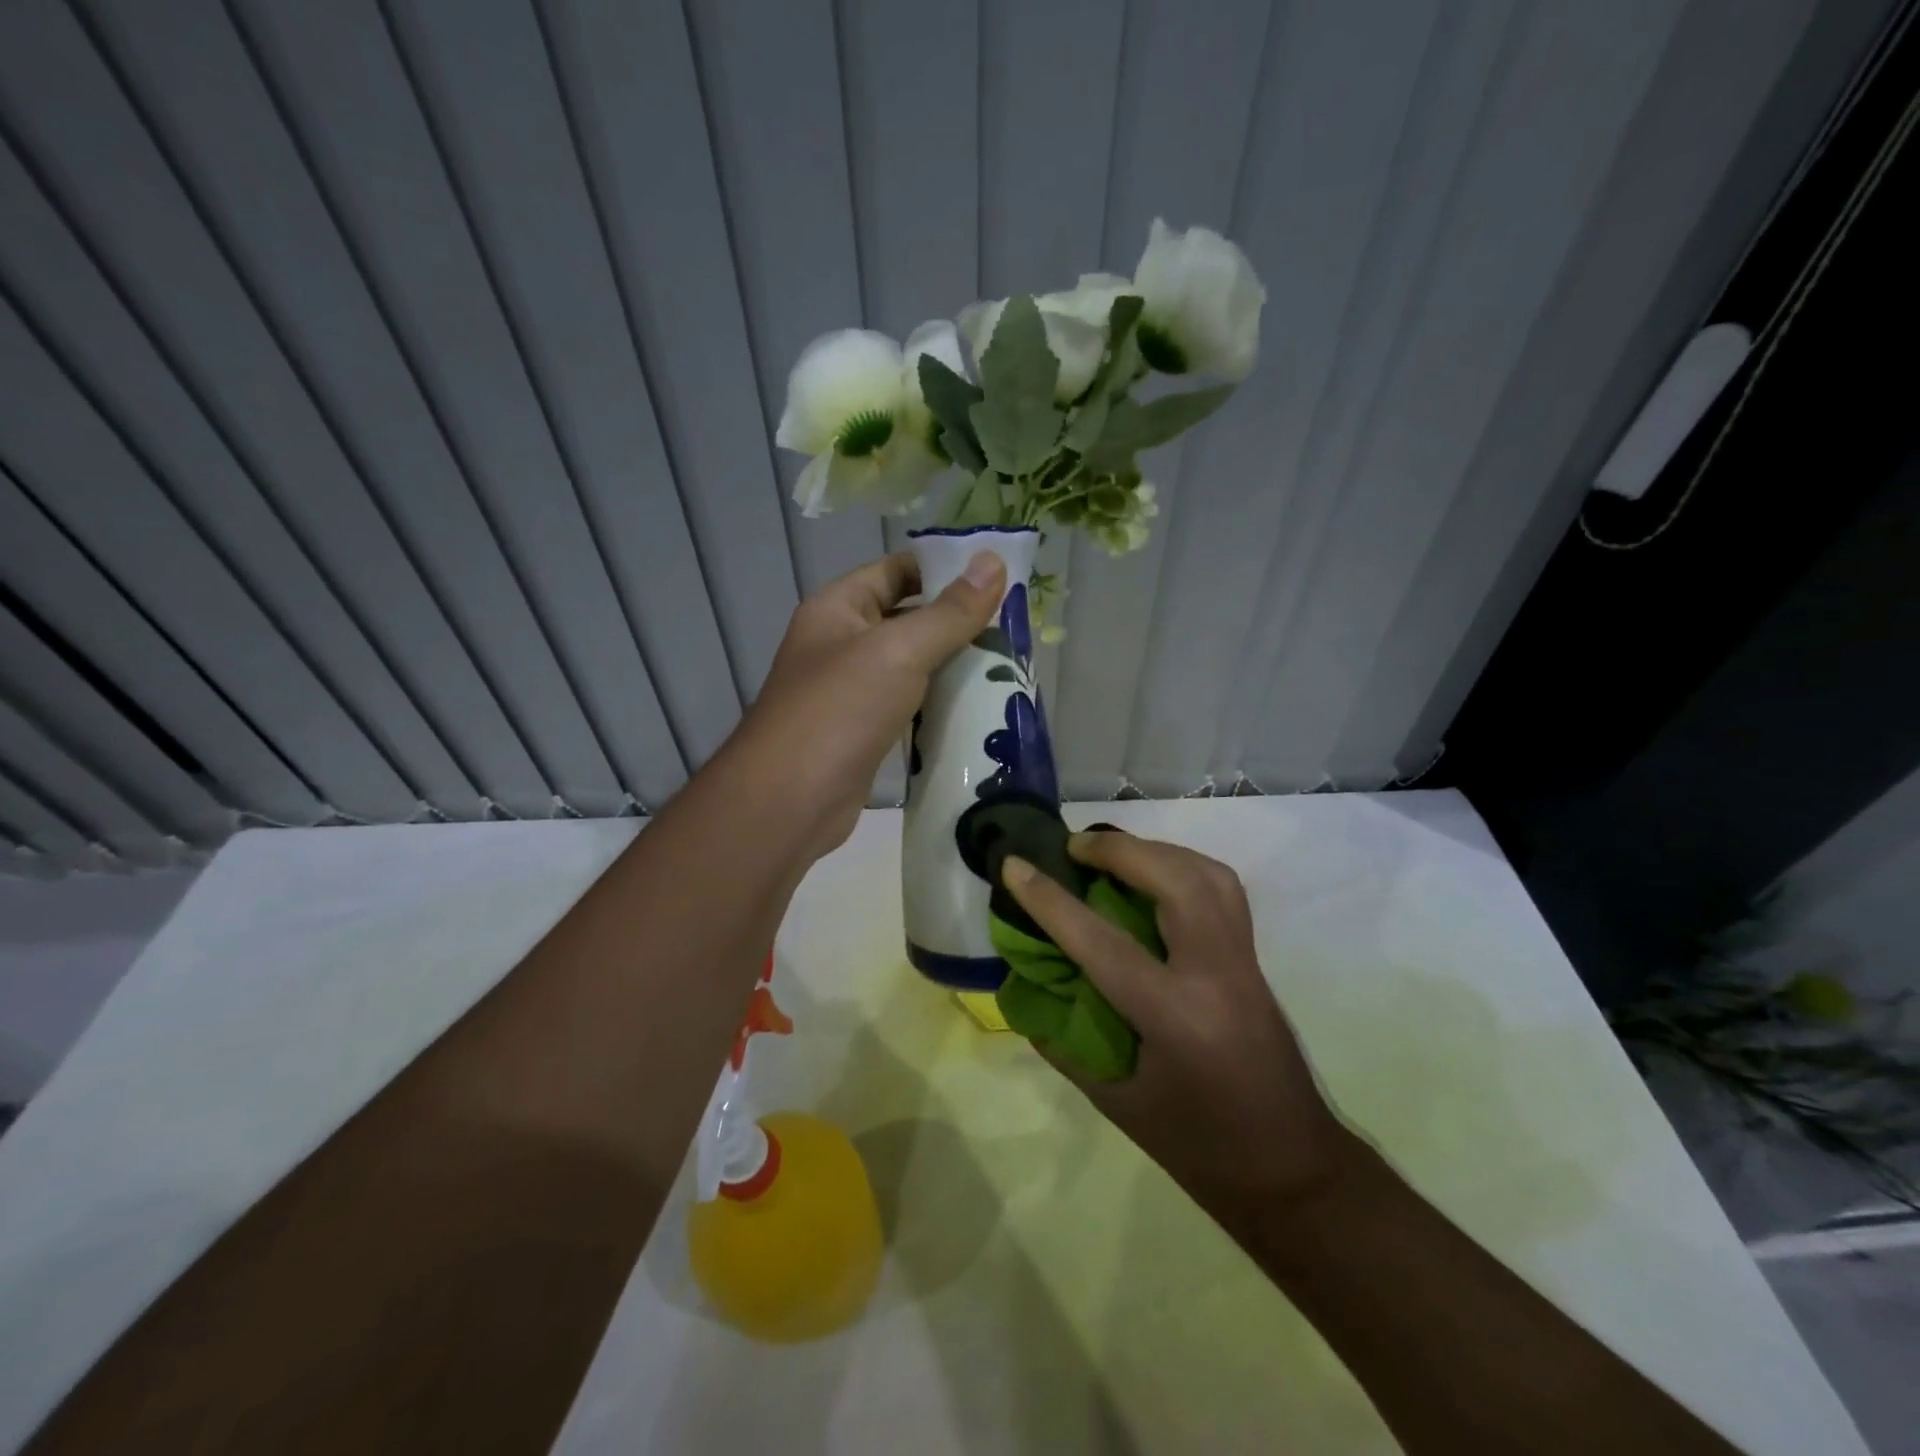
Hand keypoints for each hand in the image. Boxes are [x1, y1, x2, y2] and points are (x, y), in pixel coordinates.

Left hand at [733, 550, 1004, 857]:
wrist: (789, 802)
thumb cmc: (839, 710)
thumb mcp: (898, 651)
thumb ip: (949, 612)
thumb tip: (994, 561)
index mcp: (838, 607)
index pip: (897, 570)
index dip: (944, 568)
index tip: (998, 577)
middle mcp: (841, 642)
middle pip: (907, 617)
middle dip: (956, 620)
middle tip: (1014, 625)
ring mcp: (852, 690)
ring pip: (911, 665)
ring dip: (952, 664)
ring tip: (1007, 662)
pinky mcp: (864, 730)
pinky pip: (908, 704)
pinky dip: (938, 702)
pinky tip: (978, 706)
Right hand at [1000, 830, 1351, 1213]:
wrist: (1293, 1170)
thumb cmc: (1198, 1148)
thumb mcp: (1117, 1103)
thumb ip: (1066, 1043)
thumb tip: (1026, 991)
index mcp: (1175, 1017)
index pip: (1101, 942)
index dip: (1050, 900)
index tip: (1013, 865)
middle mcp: (1215, 975)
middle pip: (1173, 881)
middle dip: (1118, 850)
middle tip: (1072, 847)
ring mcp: (1244, 961)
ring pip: (1206, 874)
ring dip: (1154, 850)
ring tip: (1112, 851)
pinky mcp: (1255, 959)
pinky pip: (1222, 889)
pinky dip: (1183, 866)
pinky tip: (1155, 876)